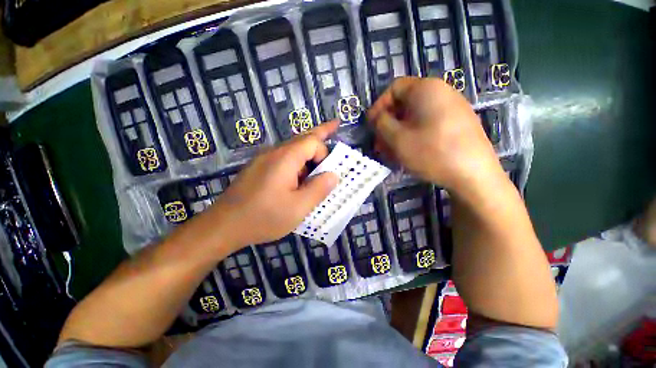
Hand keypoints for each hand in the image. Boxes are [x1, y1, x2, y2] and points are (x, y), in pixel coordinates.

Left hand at [210, 121, 339, 248]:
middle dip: (321, 132)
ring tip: (319, 165)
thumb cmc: (264, 217)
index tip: (327, 173)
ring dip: (308, 154)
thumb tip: (333, 175)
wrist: (224, 226)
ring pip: (293, 149)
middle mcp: (274, 152)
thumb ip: (319, 189)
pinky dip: (298, 163)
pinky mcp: (259, 168)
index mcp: (285, 158)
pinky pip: (284, 159)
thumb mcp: (299, 207)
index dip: (325, 153)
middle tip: (335, 125)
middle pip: (302, 139)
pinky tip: (300, 177)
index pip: (312, 141)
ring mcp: (264, 160)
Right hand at [367, 77, 504, 194]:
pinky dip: (413, 136)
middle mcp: (441, 93)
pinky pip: (427, 125)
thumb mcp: (397, 138)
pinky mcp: (457, 124)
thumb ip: (381, 123)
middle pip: (405, 104)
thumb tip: (378, 118)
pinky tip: (408, 152)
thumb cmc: (431, 152)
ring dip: (398, 133)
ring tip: (390, 152)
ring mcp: (452, 108)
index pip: (394, 88)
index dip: (378, 106)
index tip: (371, 125)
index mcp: (426, 89)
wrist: (474, 174)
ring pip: (415, 117)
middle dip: (388, 124)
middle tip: (379, 144)